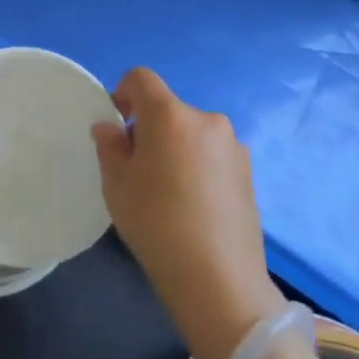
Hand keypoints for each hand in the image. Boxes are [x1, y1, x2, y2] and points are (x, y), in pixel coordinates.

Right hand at [92, 68, 286, 358]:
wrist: (218, 279)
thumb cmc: (155, 222)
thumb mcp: (116, 182)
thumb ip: (109, 145)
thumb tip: (110, 128)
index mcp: (170, 114)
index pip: (141, 78)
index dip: (122, 93)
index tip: (116, 125)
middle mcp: (206, 119)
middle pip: (168, 109)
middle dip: (148, 128)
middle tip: (137, 168)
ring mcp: (233, 147)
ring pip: (191, 133)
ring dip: (175, 147)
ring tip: (167, 191)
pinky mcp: (249, 174)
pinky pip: (211, 155)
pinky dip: (197, 166)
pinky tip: (192, 206)